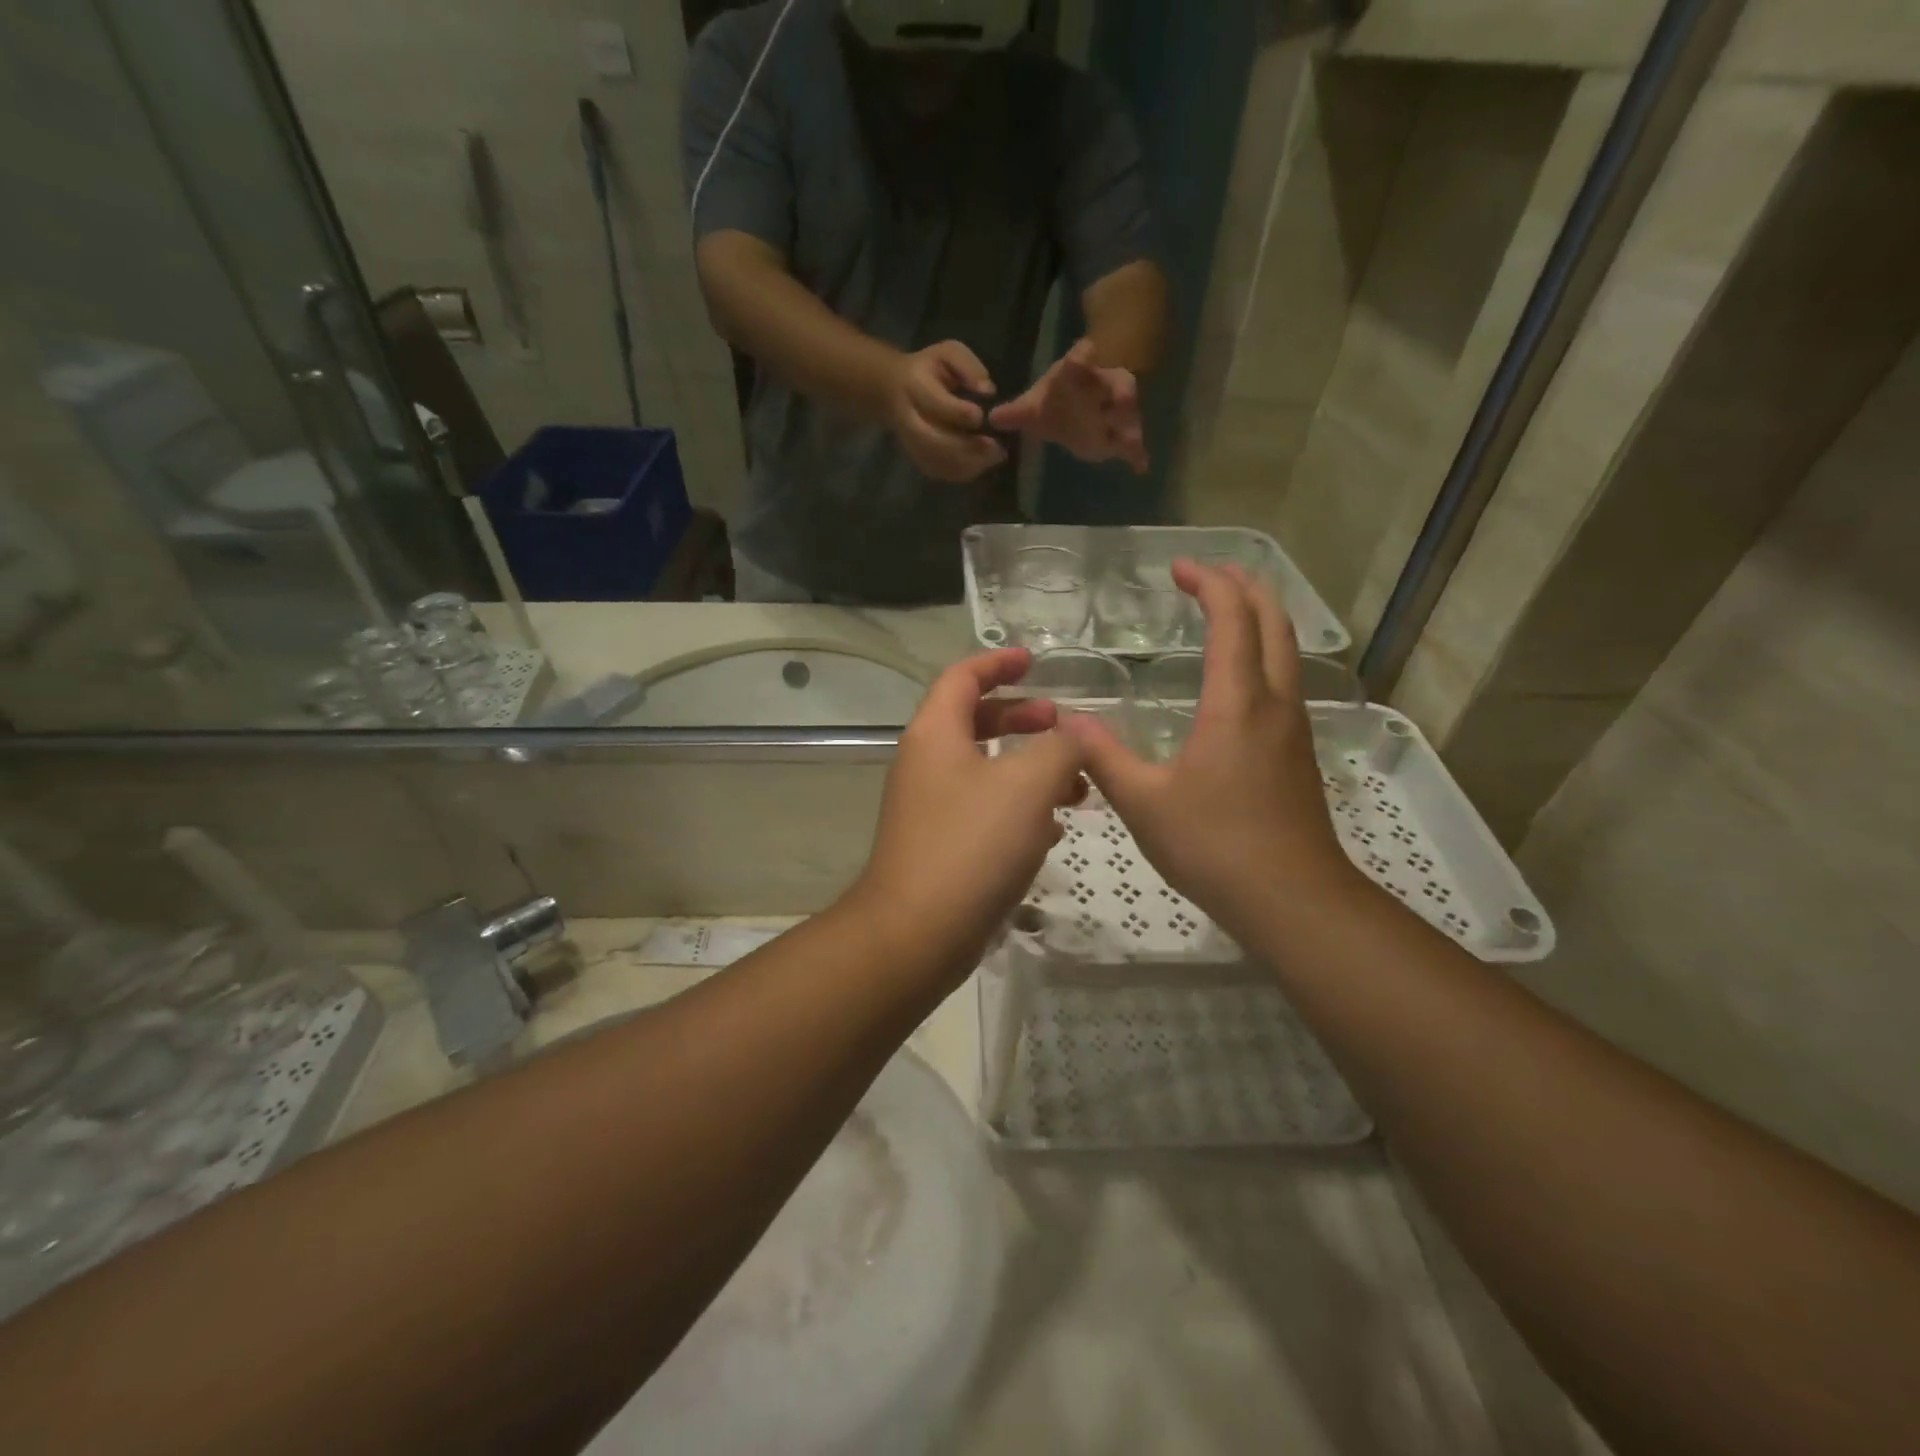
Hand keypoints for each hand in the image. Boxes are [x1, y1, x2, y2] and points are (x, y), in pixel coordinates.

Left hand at [849, 649, 1085, 986]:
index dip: (999, 663)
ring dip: (1030, 770)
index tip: (1034, 662)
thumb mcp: (1028, 785)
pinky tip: (1051, 832)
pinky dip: (1018, 809)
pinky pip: (984, 811)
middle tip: (1062, 728)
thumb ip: (1061, 748)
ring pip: (986, 771)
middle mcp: (926, 763)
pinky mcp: (941, 846)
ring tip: (1076, 788)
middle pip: (975, 722)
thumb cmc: (971, 845)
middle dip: (1023, 719)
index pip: (963, 677)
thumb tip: (1076, 733)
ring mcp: (930, 807)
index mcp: (936, 734)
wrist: (917, 933)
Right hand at [886, 341, 1007, 482]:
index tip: (981, 416)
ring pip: (936, 461)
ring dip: (968, 463)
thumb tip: (988, 390)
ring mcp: (911, 443)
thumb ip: (968, 367)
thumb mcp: (949, 353)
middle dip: (965, 447)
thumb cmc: (930, 369)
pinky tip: (982, 463)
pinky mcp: (918, 458)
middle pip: (932, 440)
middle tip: (995, 448)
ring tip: (995, 456)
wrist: (896, 391)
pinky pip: (939, 472)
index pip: (934, 404)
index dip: (958, 413)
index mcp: (914, 386)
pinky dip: (963, 472)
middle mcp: (908, 418)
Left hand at [989, 338, 1147, 473]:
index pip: (1081, 359)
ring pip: (1128, 413)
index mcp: (1078, 374)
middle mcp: (1102, 386)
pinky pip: (1133, 443)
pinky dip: (1138, 454)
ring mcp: (1115, 410)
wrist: (1073, 410)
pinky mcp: (1120, 433)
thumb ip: (1016, 412)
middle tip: (1118, 403)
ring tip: (1130, 442)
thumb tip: (992, 418)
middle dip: (1117, 394)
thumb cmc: (1055, 402)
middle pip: (1115, 385)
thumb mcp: (1033, 407)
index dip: (1083, 358)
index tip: (1083, 355)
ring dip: (1129, 426)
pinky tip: (1141, 467)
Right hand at [1061, 563, 1356, 943]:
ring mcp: (1292, 727)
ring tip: (1224, 609)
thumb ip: (1101, 756)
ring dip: (1259, 617)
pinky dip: (1263, 652)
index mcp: (1237, 703)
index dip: (1209, 583)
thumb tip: (1067, 722)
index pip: (1233, 619)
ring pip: (1286, 649)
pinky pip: (1284, 679)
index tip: (1178, 568)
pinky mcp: (1296, 752)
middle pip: (1274, 621)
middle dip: (1243, 586)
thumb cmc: (1214, 845)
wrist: (1292, 899)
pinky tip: (1237, 677)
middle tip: (1206, 573)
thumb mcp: (1142, 801)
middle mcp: (1274, 702)